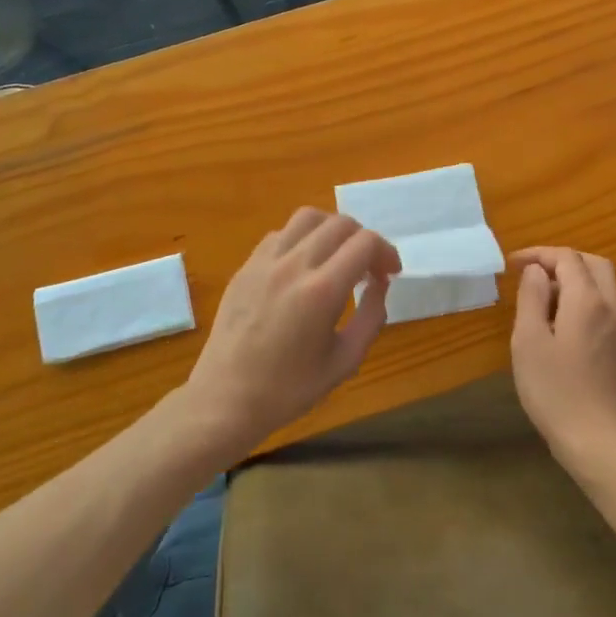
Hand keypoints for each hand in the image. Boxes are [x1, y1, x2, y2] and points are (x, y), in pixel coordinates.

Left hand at [174, 208, 399, 457]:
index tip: (389, 274)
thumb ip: (371, 318)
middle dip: (364, 240)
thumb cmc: (289, 389)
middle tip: (368, 269)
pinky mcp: (246, 267)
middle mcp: (294, 265)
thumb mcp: (345, 361)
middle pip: (340, 223)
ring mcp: (265, 262)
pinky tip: (303, 267)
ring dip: (332, 230)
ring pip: (308, 217)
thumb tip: (380, 285)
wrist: (226, 399)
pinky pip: (280, 234)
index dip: (386, 252)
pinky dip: (301, 240)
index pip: (365, 243)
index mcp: (322, 291)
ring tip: (337, 257)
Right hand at [509, 247, 615, 474]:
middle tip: (532, 273)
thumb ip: (532, 298)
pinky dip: (582, 300)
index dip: (539, 254)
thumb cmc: (555, 390)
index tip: (512, 264)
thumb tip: (536, 271)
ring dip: (574, 280)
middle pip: (593, 264)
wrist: (598, 441)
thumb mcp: (529, 341)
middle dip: (562, 260)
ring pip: (602, 286)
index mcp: (587, 300)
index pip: (567, 258)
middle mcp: (610, 307)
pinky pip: (604, 307)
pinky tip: (560, 324)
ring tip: (541, 299)